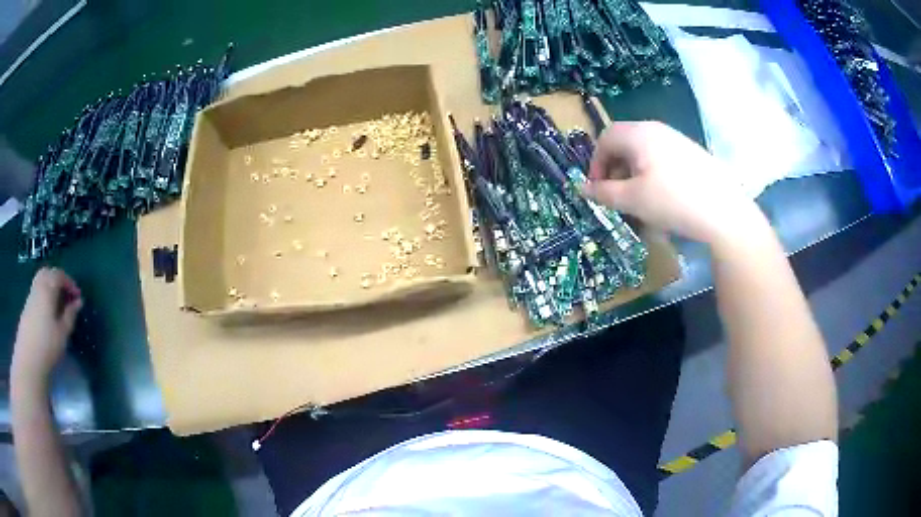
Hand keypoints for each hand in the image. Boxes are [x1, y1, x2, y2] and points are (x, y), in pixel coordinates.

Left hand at [12, 268, 82, 383]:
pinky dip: (44, 297)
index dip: (69, 283)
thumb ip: (70, 315)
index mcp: (47, 289)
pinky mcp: (27, 309)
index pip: (59, 275)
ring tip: (58, 305)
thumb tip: (78, 302)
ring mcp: (30, 297)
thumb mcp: (62, 333)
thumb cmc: (47, 346)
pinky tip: (48, 314)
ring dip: (50, 288)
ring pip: (40, 282)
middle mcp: (37, 287)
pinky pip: (36, 293)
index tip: (78, 296)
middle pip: (47, 273)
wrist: (28, 360)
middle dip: (57, 280)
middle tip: (66, 295)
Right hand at [583, 121, 765, 245]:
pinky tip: (663, 197)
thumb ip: (604, 193)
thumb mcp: (633, 200)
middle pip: (624, 142)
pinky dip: (653, 174)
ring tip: (640, 200)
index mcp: (639, 134)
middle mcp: (657, 129)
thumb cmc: (673, 201)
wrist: (725, 212)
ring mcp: (677, 140)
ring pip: (644, 152)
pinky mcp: (692, 153)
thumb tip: (582, 188)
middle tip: (618, 196)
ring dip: (633, 173)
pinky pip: (662, 158)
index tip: (598, 190)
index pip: (605, 138)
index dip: (596, 164)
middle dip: (615, 169)